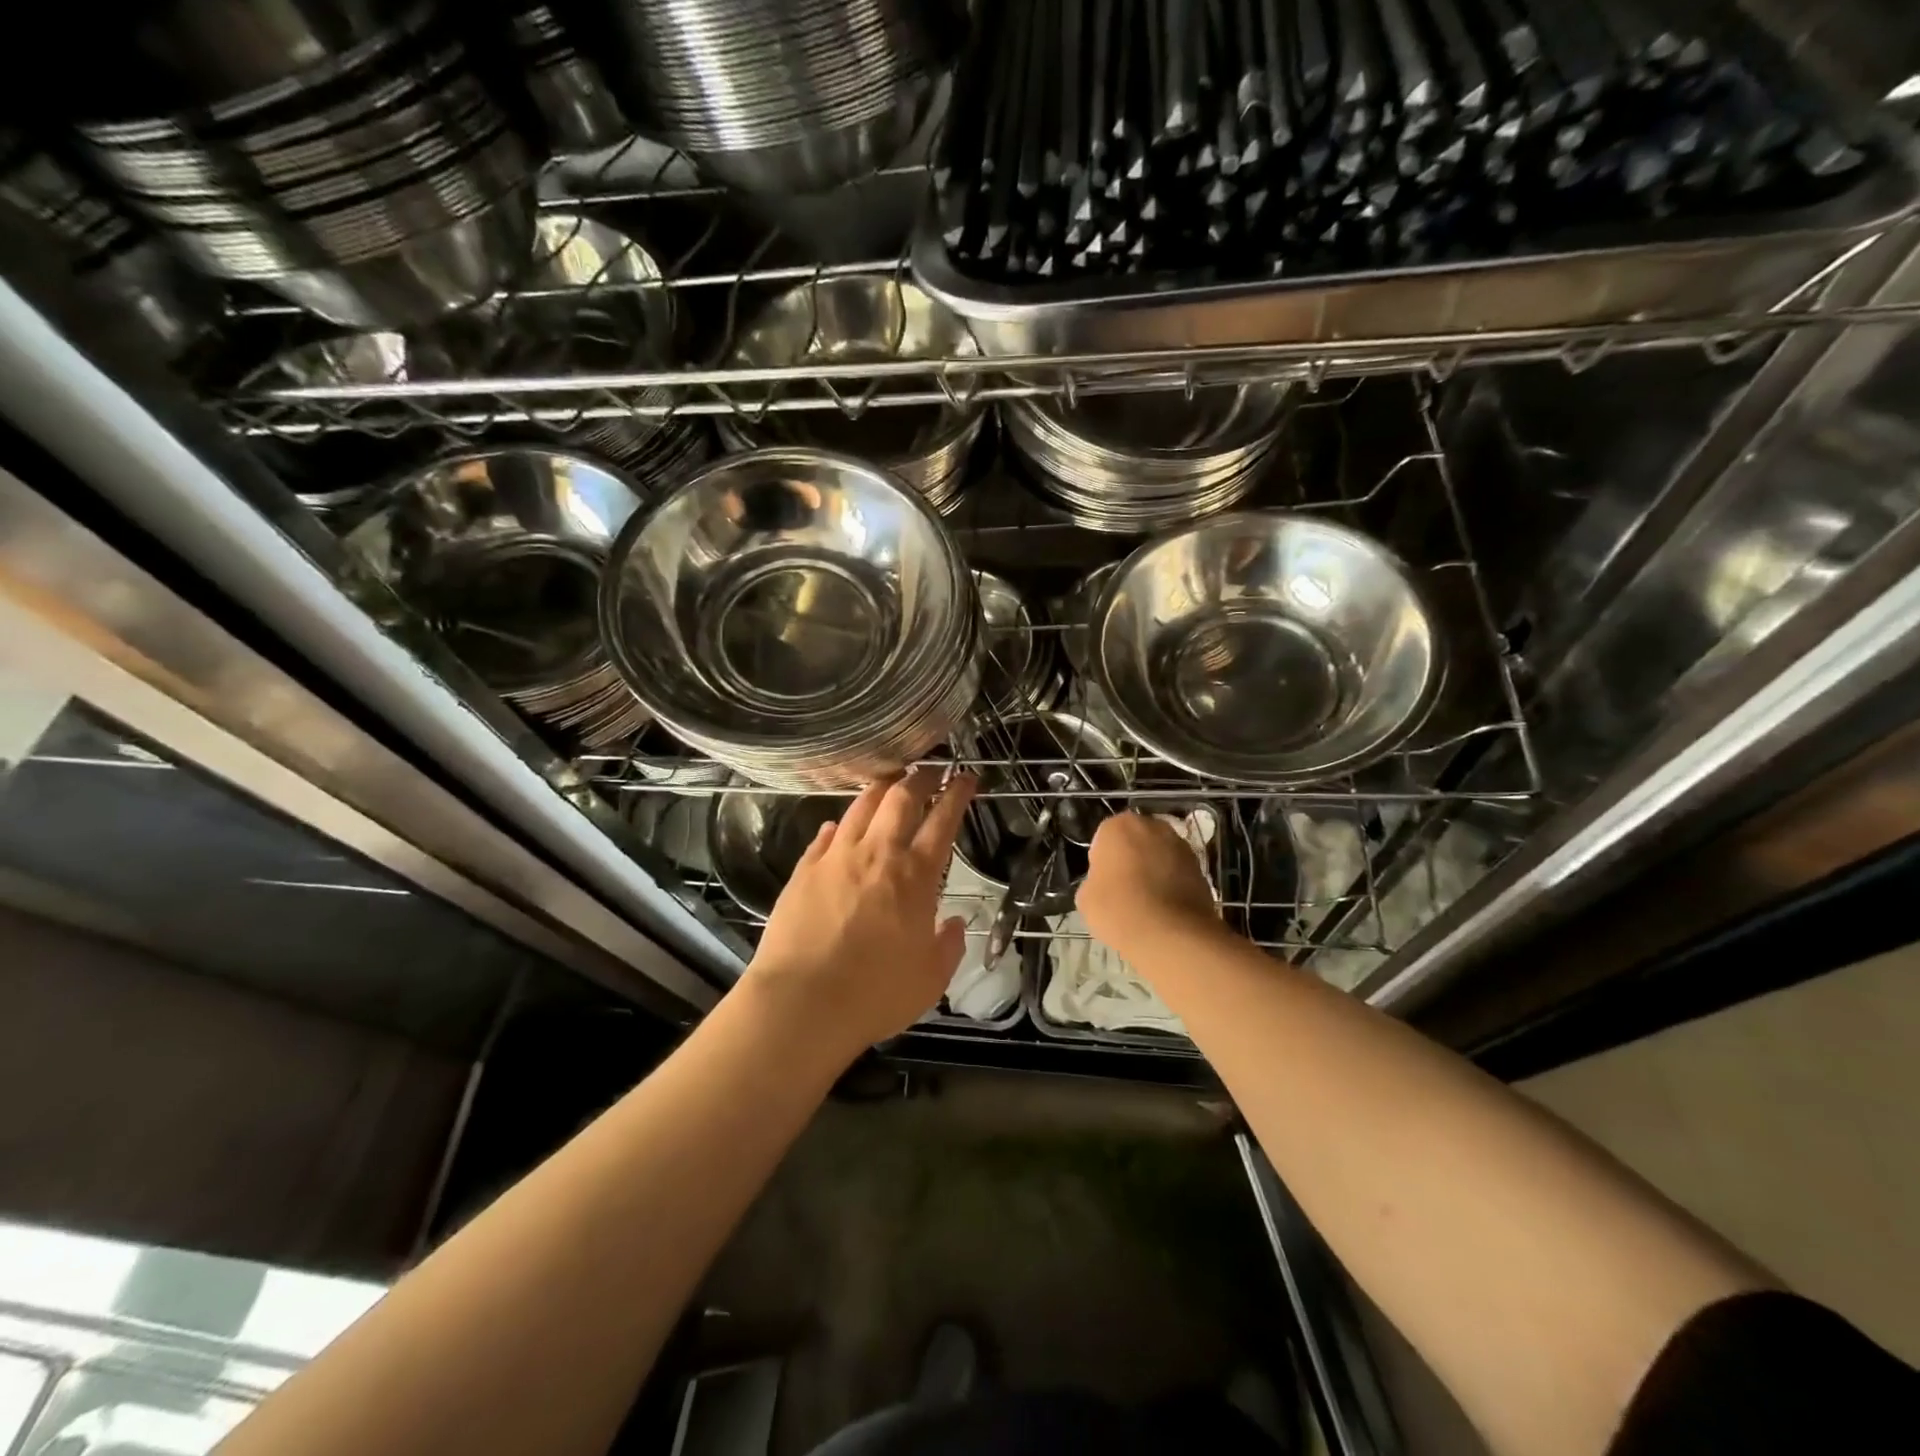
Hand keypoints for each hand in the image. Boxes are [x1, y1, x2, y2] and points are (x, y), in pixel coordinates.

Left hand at [746, 767, 976, 1058]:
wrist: (802, 1003)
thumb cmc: (875, 994)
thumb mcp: (930, 979)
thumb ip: (948, 947)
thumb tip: (954, 924)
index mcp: (915, 876)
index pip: (943, 820)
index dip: (957, 794)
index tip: (966, 777)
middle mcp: (877, 854)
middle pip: (900, 798)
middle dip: (919, 777)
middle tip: (930, 770)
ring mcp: (836, 857)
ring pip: (861, 806)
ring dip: (880, 789)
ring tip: (890, 782)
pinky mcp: (804, 869)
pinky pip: (825, 835)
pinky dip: (839, 825)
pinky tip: (839, 825)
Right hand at [1076, 812, 1218, 957]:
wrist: (1172, 935)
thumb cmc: (1120, 909)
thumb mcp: (1086, 898)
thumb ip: (1093, 881)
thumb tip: (1105, 884)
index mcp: (1119, 826)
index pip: (1104, 838)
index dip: (1102, 861)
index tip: (1103, 883)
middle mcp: (1153, 826)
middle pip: (1135, 841)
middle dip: (1131, 858)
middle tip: (1123, 889)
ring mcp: (1181, 846)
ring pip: (1159, 854)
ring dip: (1153, 869)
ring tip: (1147, 902)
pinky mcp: (1201, 868)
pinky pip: (1178, 872)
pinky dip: (1172, 884)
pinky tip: (1165, 909)